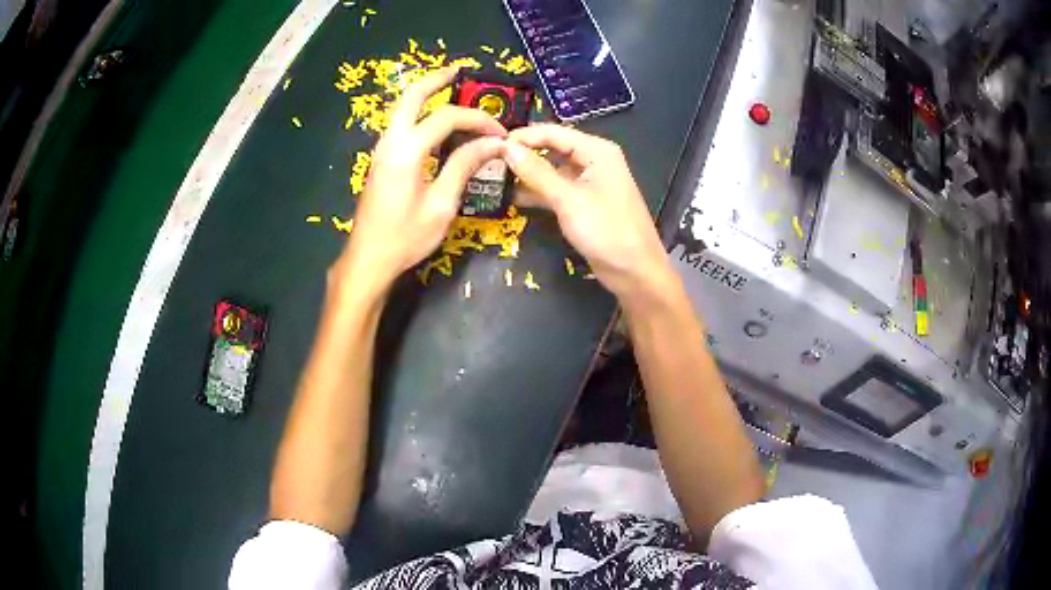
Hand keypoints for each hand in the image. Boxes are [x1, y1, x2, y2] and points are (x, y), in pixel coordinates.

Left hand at [339, 66, 507, 288]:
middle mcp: (390, 142)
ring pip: (402, 109)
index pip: (446, 118)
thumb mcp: (441, 205)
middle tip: (460, 71)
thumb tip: (492, 144)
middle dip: (436, 80)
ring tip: (451, 89)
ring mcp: (381, 150)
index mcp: (407, 151)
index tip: (499, 133)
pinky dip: (419, 114)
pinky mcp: (380, 161)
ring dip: (425, 95)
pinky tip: (435, 122)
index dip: (477, 120)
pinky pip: (400, 125)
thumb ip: (464, 167)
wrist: (368, 259)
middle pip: (411, 96)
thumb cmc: (405, 238)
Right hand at [502, 124, 673, 300]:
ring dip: (528, 174)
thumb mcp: (568, 199)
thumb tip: (506, 148)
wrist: (634, 272)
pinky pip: (557, 189)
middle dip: (524, 154)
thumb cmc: (606, 230)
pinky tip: (513, 197)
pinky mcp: (584, 202)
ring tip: (495, 179)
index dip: (523, 136)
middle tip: (490, 162)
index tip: (492, 145)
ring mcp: (589, 182)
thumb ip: (536, 172)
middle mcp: (594, 160)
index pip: (553, 132)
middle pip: (553, 148)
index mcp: (597, 150)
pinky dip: (538, 192)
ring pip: (553, 170)